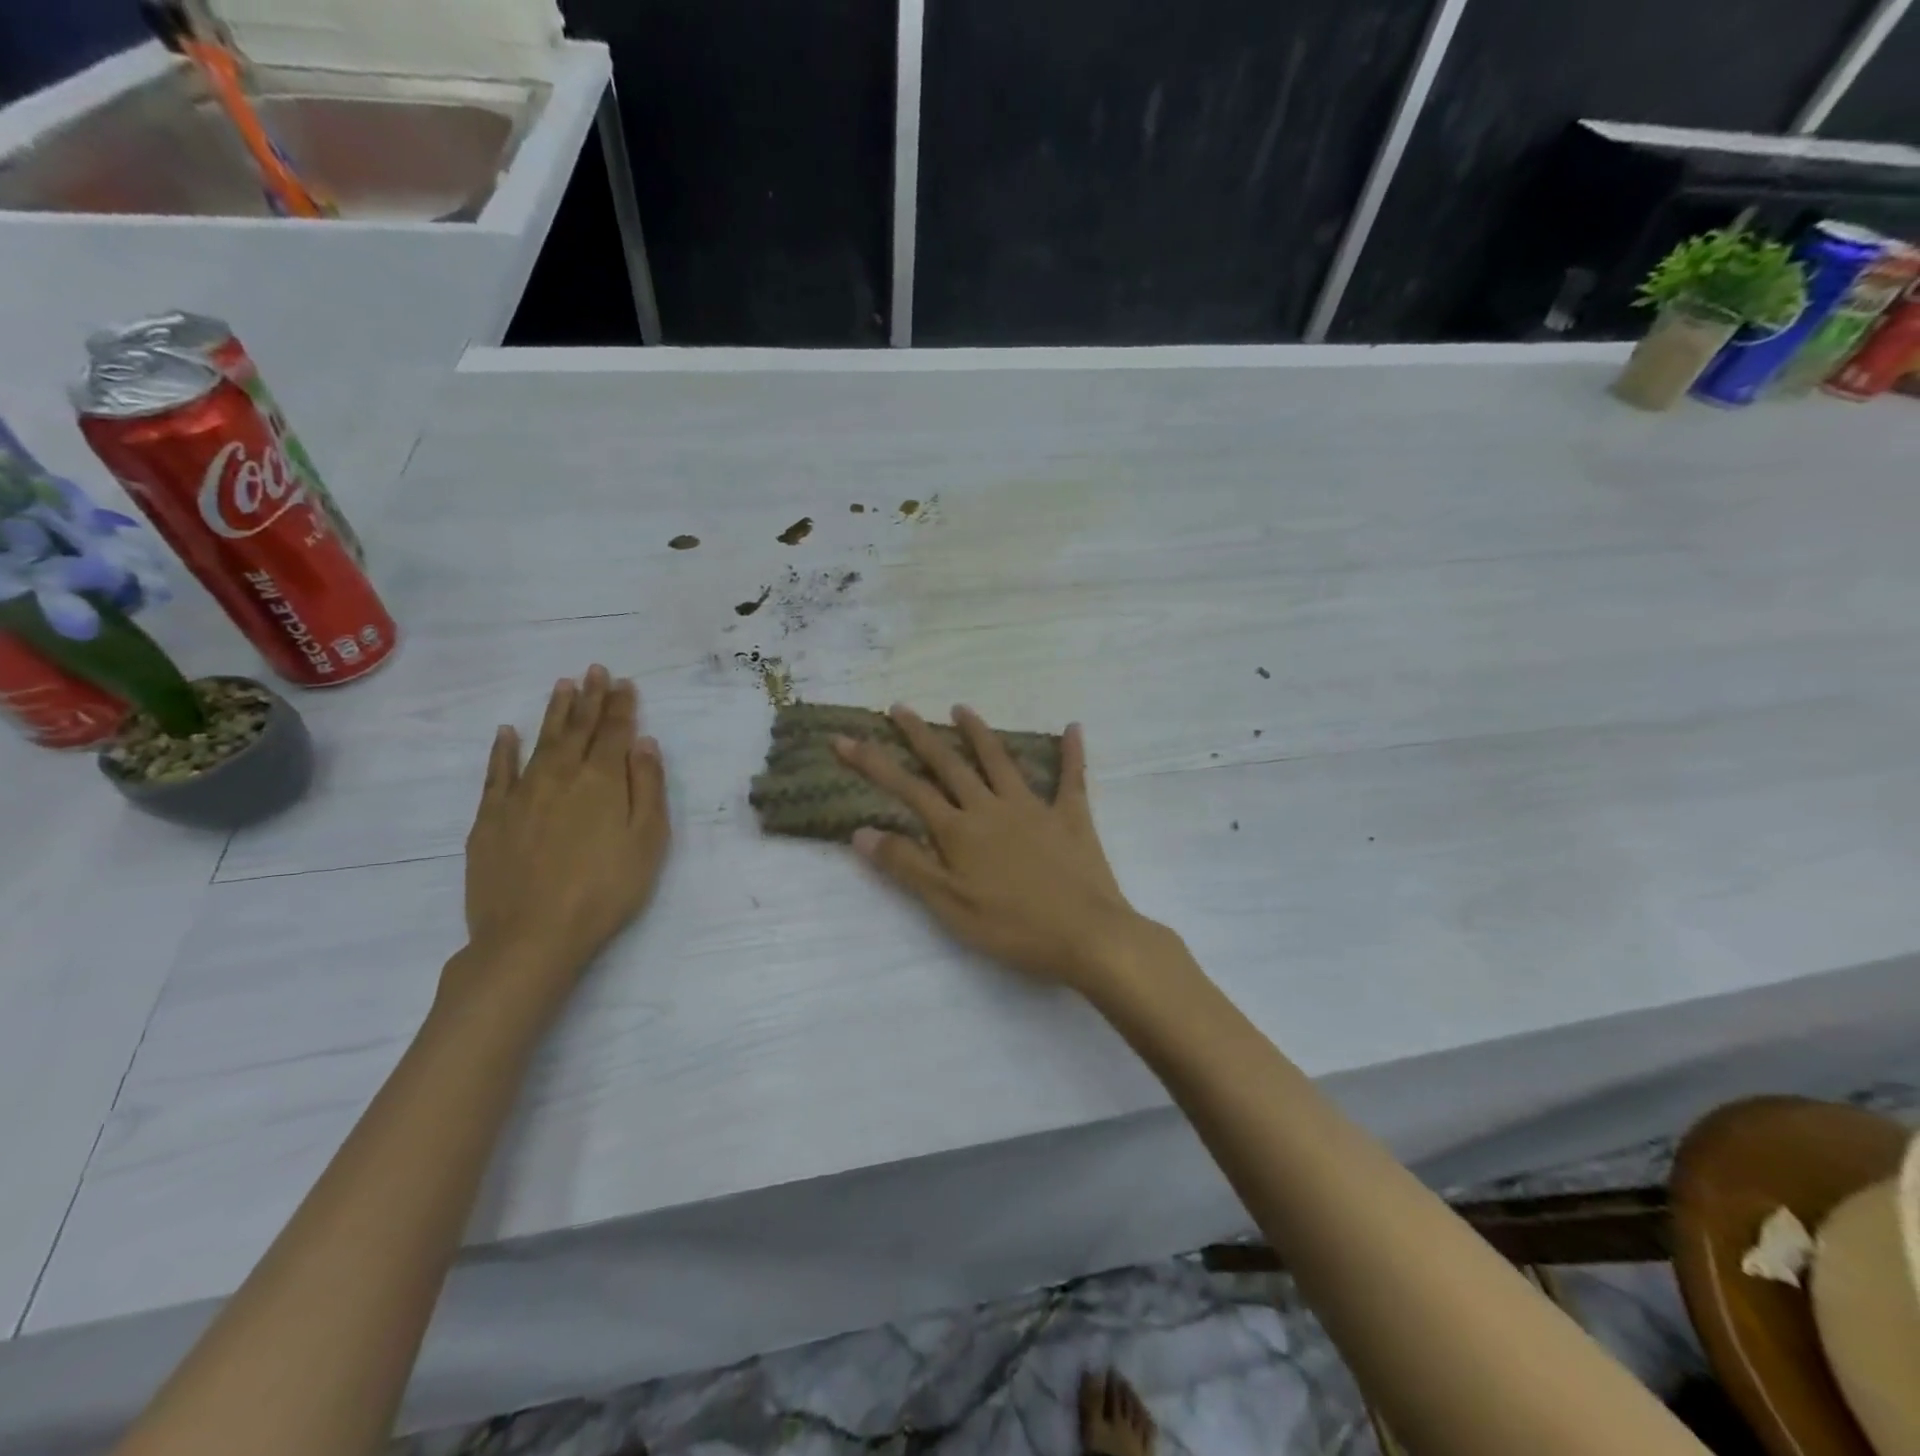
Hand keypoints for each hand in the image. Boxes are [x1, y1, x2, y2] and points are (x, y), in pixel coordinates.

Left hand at [451, 665, 669, 1012]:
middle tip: (595, 670)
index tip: (624, 682)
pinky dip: (502, 750)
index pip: (615, 733)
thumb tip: (643, 743)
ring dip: (554, 713)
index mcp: (602, 781)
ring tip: (563, 686)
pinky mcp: (490, 818)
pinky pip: (497, 773)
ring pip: (541, 742)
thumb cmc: (606, 890)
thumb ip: (647, 787)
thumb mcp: (648, 841)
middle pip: (578, 730)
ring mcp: (521, 795)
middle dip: (590, 698)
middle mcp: (561, 776)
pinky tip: (507, 732)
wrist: (532, 935)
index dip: (621, 706)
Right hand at [833, 705, 1154, 994]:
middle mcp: (992, 808)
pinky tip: (1073, 727)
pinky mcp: (1071, 817)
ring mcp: (1034, 808)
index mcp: (960, 830)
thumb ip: (907, 866)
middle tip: (899, 708)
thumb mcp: (948, 904)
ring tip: (960, 708)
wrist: (1086, 935)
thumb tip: (861, 831)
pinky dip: (1072, 753)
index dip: (874, 763)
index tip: (845, 739)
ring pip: (1000, 760)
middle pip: (950, 764)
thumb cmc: (1012, 927)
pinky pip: (1072, 779)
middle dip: (920, 735)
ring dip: (978, 733)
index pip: (908, 789)